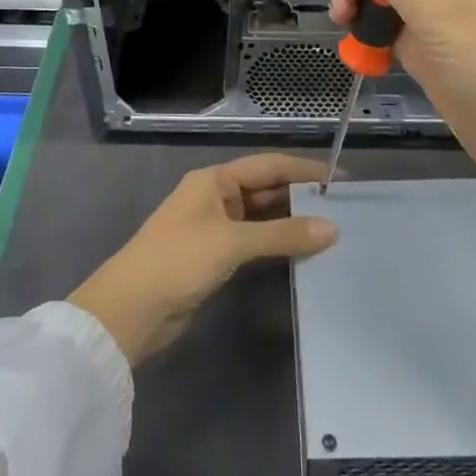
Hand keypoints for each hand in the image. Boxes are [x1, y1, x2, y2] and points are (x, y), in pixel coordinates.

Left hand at [68, 155, 334, 366]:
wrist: (130, 309)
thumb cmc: (178, 260)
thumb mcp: (232, 242)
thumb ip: (282, 234)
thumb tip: (332, 229)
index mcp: (214, 180)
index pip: (268, 166)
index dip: (304, 170)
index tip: (342, 178)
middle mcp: (215, 197)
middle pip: (265, 189)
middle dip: (301, 197)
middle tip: (344, 209)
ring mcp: (214, 228)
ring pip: (261, 217)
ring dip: (291, 223)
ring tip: (332, 230)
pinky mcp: (214, 257)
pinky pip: (254, 242)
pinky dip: (277, 244)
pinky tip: (303, 252)